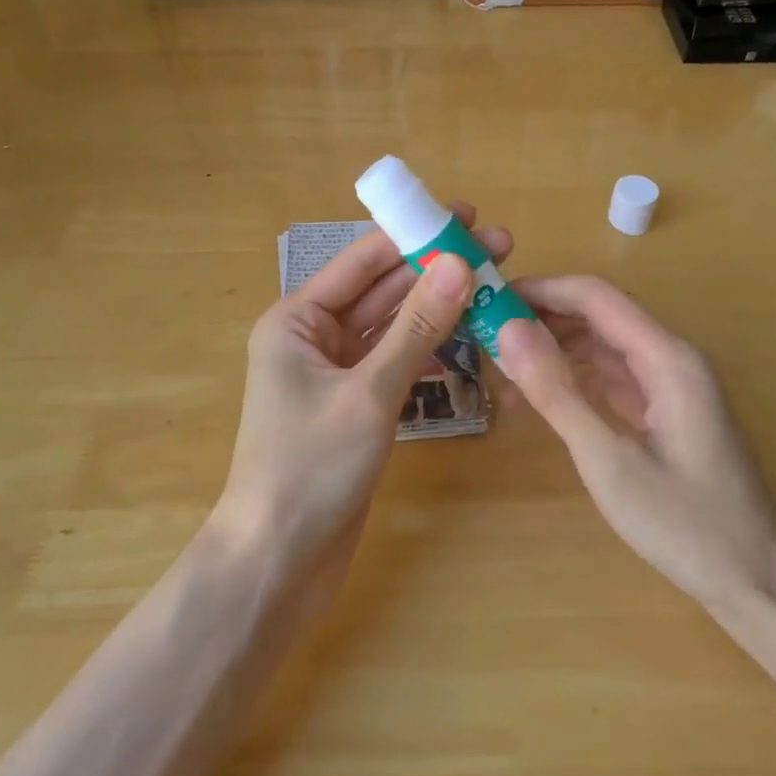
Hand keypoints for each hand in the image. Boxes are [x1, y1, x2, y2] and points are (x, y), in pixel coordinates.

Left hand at [215, 206, 511, 584]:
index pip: (364, 262)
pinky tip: (466, 336)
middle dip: (435, 269)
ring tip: (491, 284)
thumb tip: (459, 264)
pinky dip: (428, 350)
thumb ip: (417, 329)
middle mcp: (313, 339)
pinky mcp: (355, 407)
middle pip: (382, 292)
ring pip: (393, 328)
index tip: (466, 214)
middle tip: (496, 246)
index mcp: (297, 321)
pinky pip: (395, 363)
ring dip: (437, 308)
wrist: (278, 561)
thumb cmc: (311, 468)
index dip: (415, 235)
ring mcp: (335, 375)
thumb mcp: (369, 393)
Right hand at [496, 277, 775, 609]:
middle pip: (600, 315)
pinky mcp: (667, 410)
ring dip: (556, 347)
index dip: (541, 291)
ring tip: (502, 364)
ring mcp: (672, 385)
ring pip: (605, 345)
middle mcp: (672, 359)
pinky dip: (575, 377)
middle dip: (543, 317)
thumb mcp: (609, 461)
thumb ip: (558, 393)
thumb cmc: (684, 525)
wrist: (755, 580)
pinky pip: (614, 376)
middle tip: (485, 334)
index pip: (596, 297)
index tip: (488, 301)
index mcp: (667, 359)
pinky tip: (541, 393)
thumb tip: (509, 332)